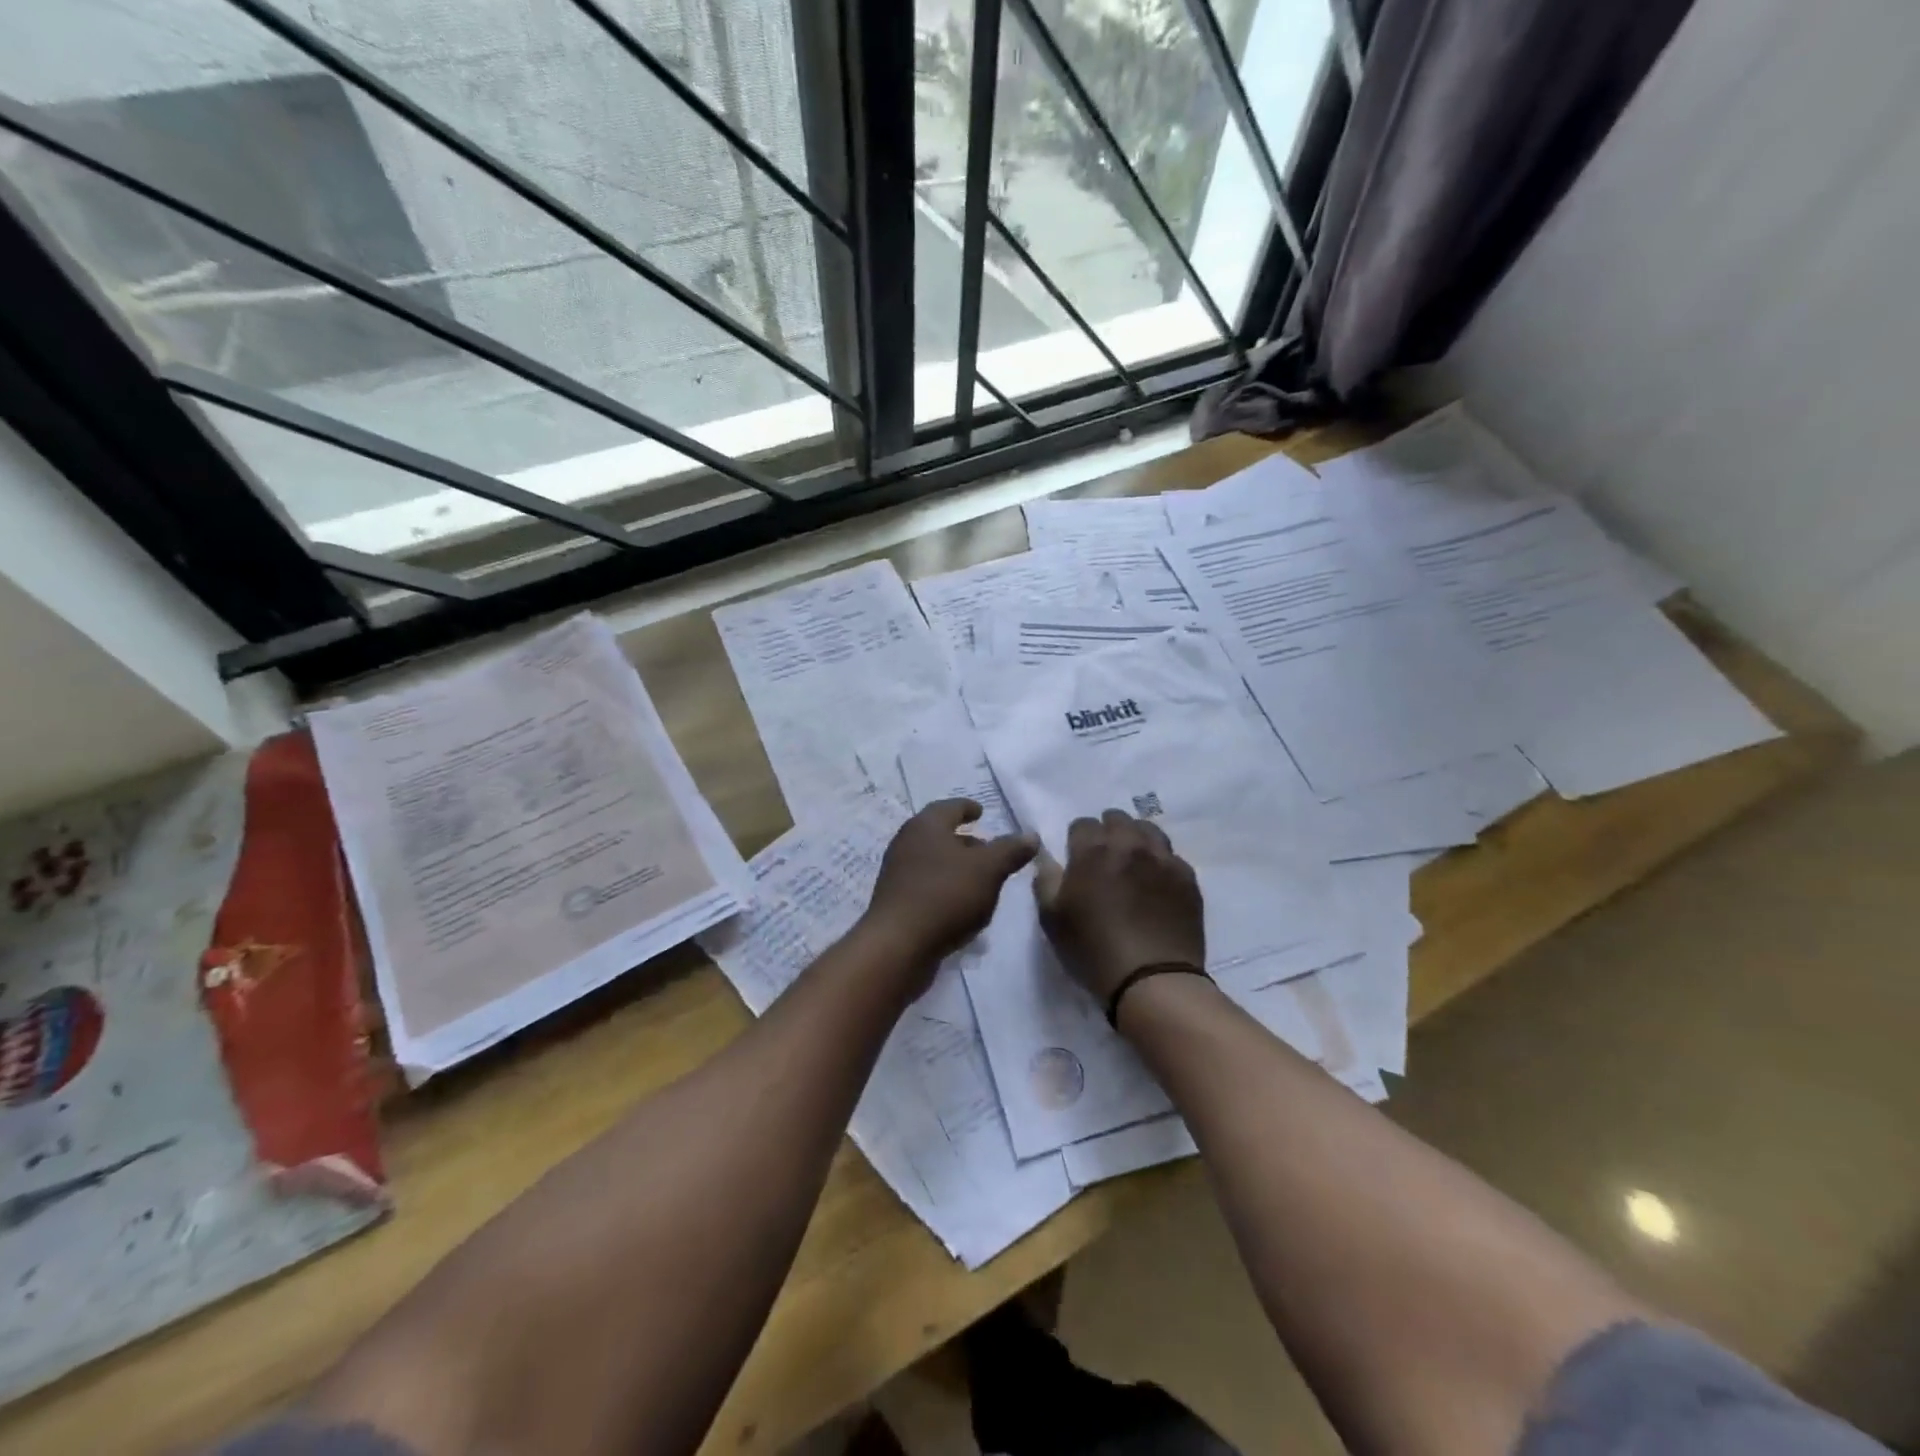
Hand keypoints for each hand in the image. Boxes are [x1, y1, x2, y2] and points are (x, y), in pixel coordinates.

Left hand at [859, 800, 1038, 976]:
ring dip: (956, 867)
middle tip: (988, 849)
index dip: (968, 808)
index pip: (950, 807)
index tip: (981, 812)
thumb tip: (1031, 835)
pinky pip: (926, 886)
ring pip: (933, 861)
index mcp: (926, 826)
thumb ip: (1010, 850)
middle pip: (939, 834)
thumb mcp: (988, 870)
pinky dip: (946, 888)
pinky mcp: (896, 901)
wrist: (898, 945)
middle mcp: (907, 843)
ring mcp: (897, 873)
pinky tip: (962, 906)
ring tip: (981, 880)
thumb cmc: (946, 895)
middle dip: (965, 841)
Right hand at [1033, 809, 1204, 1004]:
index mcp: (1093, 850)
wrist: (1152, 979)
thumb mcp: (1052, 919)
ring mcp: (1163, 859)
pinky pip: (1171, 856)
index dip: (1077, 839)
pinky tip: (1157, 882)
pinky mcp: (1187, 878)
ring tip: (1133, 861)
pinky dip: (1161, 861)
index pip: (1083, 824)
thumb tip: (1047, 859)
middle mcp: (1130, 844)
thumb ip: (1045, 881)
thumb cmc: (1093, 949)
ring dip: (1137, 838)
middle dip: (1107, 832)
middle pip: (1118, 819)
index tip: (1076, 857)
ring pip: (1149, 830)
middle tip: (1104, 858)